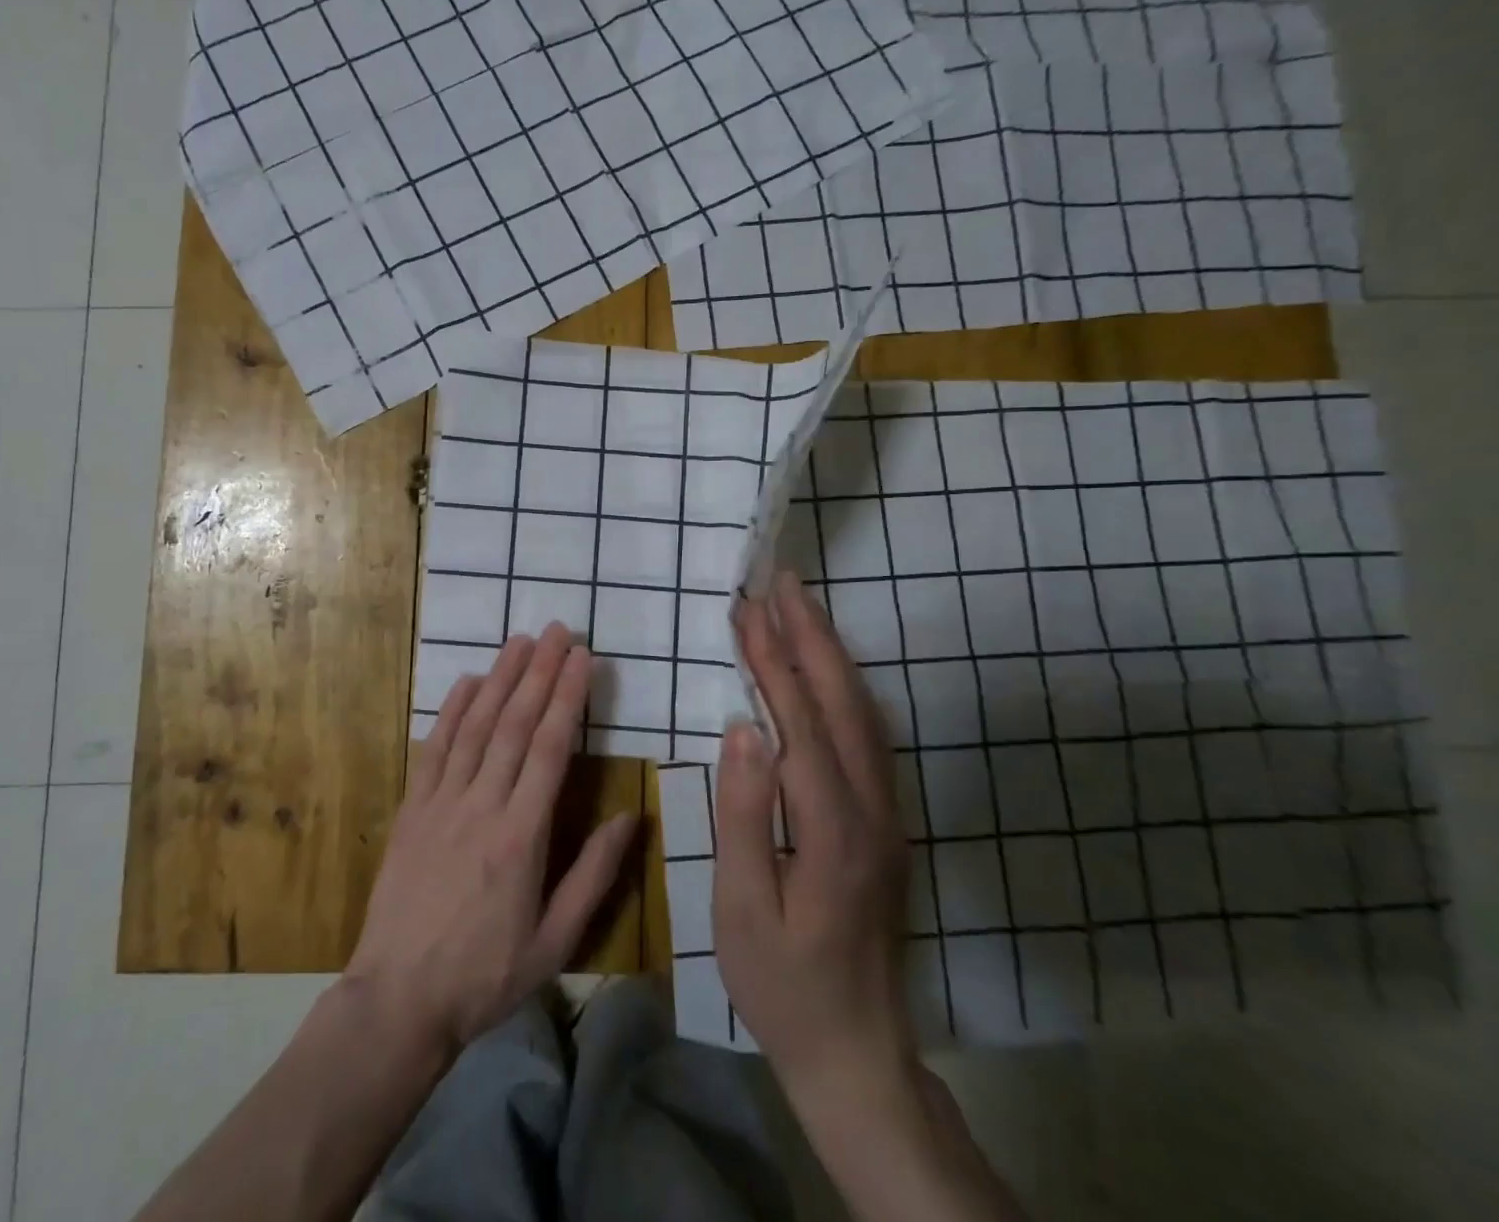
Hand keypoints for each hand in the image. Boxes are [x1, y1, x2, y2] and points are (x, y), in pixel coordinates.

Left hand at [344, 623, 636, 1059]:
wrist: (398, 999)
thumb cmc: (485, 975)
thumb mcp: (556, 941)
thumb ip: (594, 874)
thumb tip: (632, 816)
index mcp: (522, 835)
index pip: (551, 748)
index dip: (568, 697)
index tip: (582, 658)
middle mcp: (483, 805)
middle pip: (516, 724)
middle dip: (539, 671)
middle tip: (558, 631)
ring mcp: (442, 802)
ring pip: (476, 726)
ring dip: (500, 678)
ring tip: (520, 640)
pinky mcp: (413, 809)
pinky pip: (435, 749)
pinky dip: (452, 711)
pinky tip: (468, 681)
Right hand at [714, 570, 914, 1095]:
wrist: (857, 1049)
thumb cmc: (783, 983)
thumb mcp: (743, 910)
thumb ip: (745, 816)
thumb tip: (742, 729)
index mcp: (833, 830)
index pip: (799, 724)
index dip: (772, 662)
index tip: (748, 610)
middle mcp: (871, 809)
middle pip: (842, 703)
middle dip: (811, 635)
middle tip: (782, 581)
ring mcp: (886, 814)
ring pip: (862, 714)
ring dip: (830, 653)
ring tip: (800, 607)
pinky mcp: (885, 821)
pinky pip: (867, 735)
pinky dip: (843, 687)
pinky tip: (825, 670)